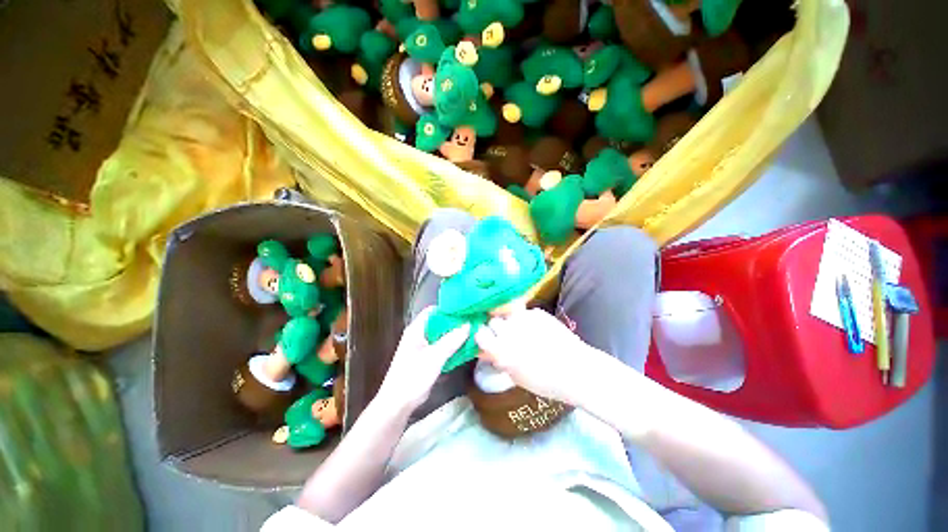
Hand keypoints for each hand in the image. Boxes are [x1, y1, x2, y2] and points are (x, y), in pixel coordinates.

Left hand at [376, 307, 469, 413]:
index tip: (465, 309)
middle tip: (473, 320)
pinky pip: (442, 347)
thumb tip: (468, 325)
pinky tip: (465, 346)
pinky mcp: (427, 358)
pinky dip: (452, 346)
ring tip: (473, 331)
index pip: (433, 311)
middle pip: (439, 323)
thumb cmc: (413, 376)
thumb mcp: (435, 356)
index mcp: (417, 329)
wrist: (398, 404)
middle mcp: (419, 335)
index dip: (448, 308)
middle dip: (455, 322)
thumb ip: (452, 340)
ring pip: (442, 335)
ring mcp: (423, 347)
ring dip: (455, 334)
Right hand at [475, 308, 597, 403]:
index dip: (483, 336)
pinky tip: (538, 329)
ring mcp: (523, 319)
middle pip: (493, 321)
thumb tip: (485, 350)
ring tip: (522, 331)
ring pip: (507, 314)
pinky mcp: (537, 312)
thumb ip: (498, 359)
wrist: (577, 370)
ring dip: (510, 321)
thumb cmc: (545, 382)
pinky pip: (525, 312)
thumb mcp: (516, 376)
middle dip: (496, 328)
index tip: (487, 340)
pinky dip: (527, 319)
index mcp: (501, 351)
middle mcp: (509, 332)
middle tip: (506, 336)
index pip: (480, 334)